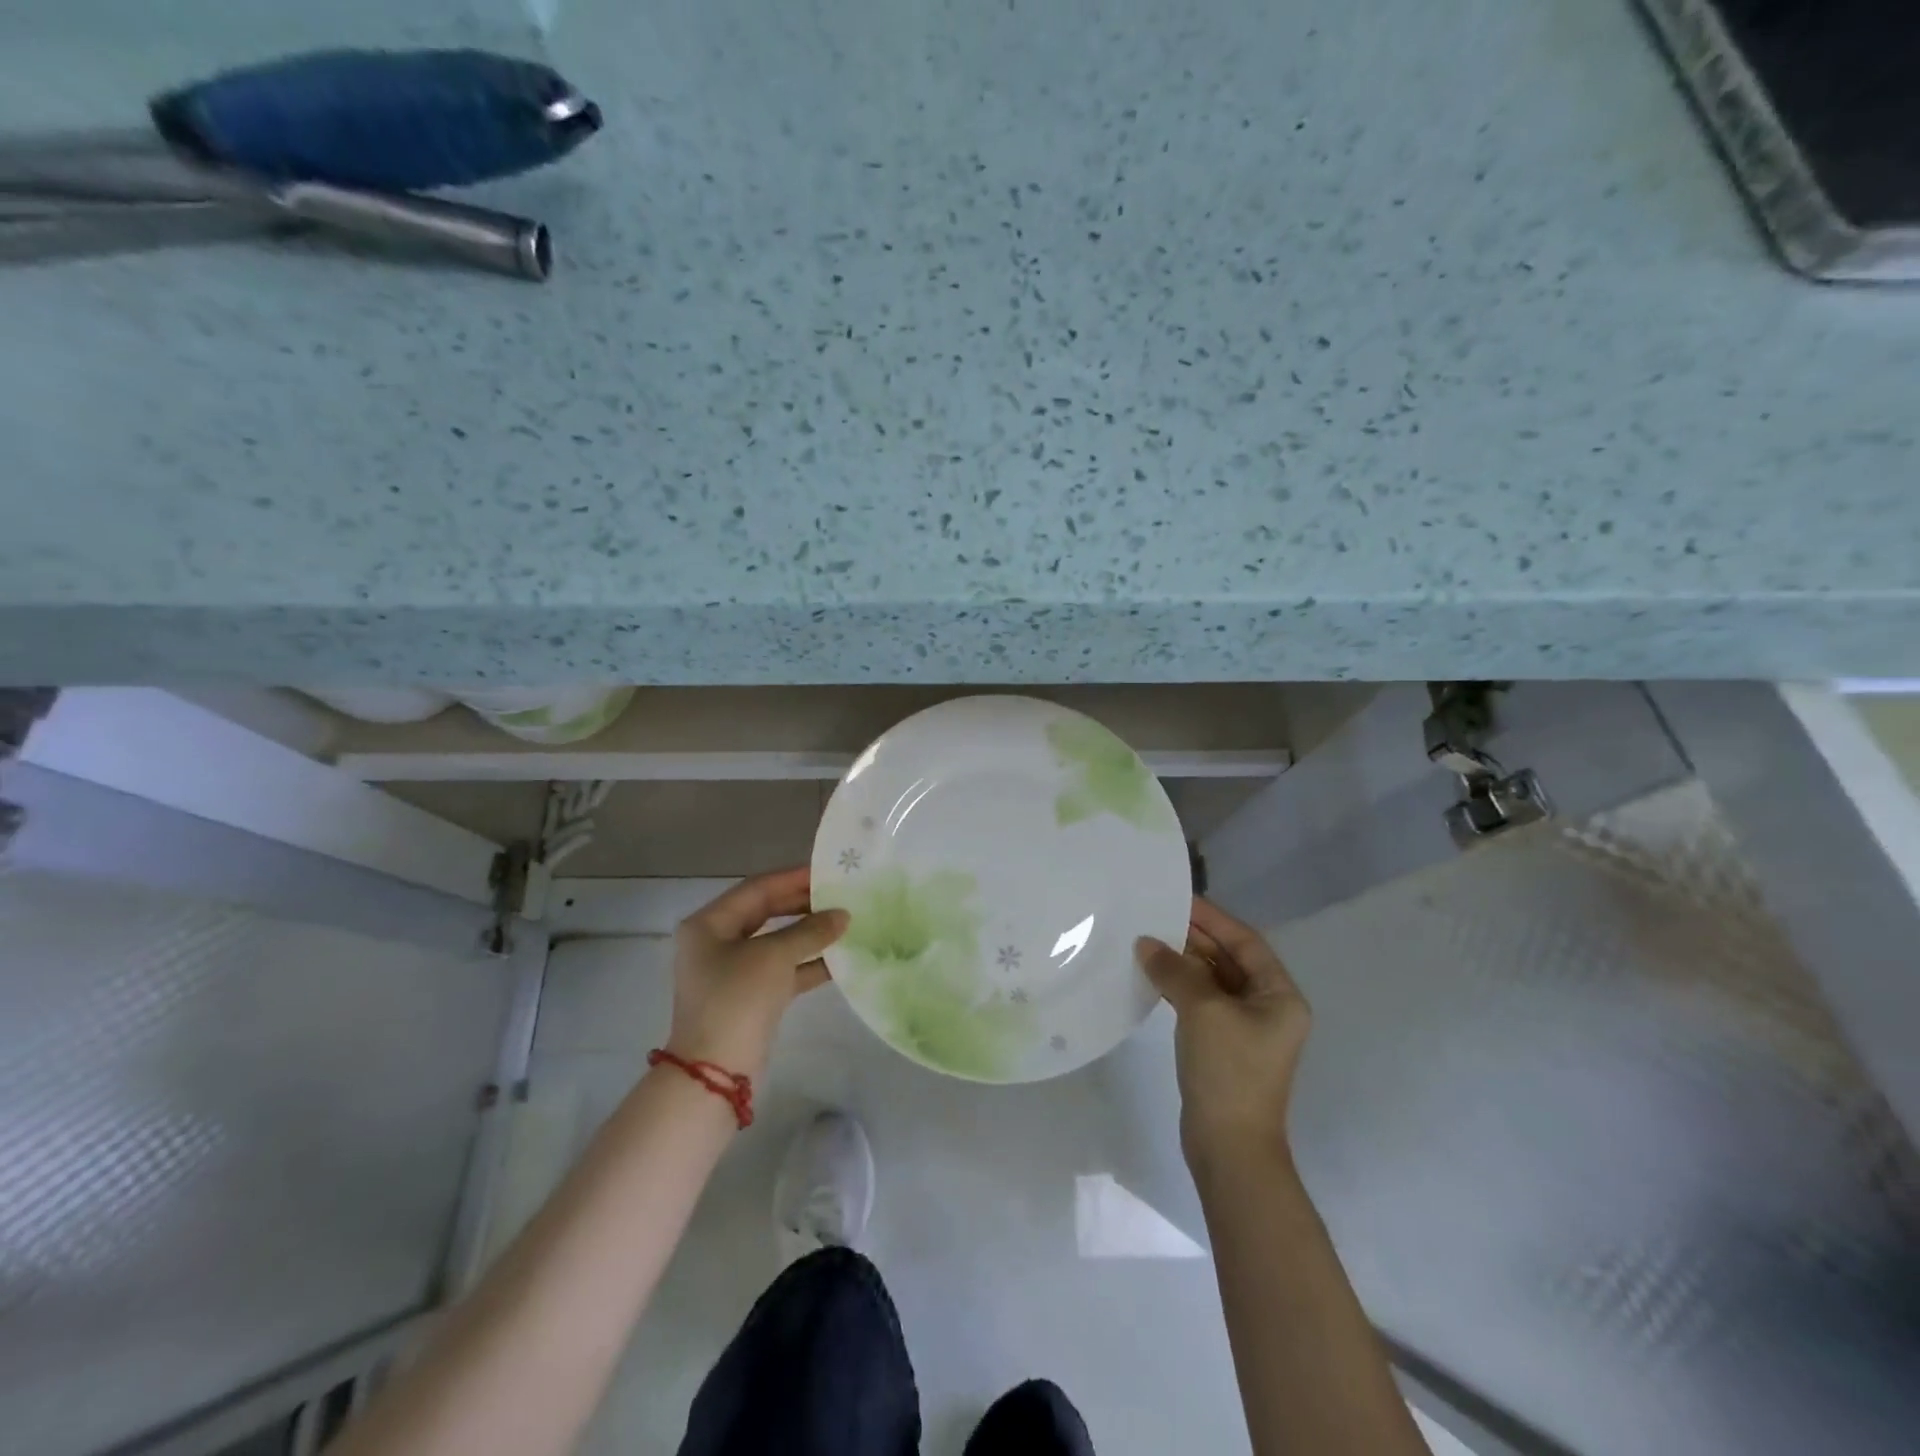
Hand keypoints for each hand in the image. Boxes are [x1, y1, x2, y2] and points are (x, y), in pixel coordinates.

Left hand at [666, 867, 848, 1079]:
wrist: (715, 1073)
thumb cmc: (737, 999)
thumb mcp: (774, 956)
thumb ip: (810, 930)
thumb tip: (843, 915)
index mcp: (709, 924)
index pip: (757, 889)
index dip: (793, 878)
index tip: (828, 872)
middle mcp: (717, 943)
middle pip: (766, 913)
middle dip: (804, 905)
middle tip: (840, 895)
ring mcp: (733, 972)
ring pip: (777, 942)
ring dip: (810, 933)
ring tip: (846, 922)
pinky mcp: (750, 997)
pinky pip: (783, 970)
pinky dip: (808, 963)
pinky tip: (840, 958)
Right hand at [1136, 897, 1310, 1170]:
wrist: (1229, 1148)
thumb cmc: (1229, 1072)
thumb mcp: (1203, 1011)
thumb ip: (1175, 970)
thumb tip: (1146, 943)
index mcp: (1280, 996)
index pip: (1245, 942)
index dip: (1212, 918)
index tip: (1179, 898)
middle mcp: (1269, 1008)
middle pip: (1230, 959)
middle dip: (1194, 938)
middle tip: (1155, 917)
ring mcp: (1246, 1029)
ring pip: (1213, 981)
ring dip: (1184, 962)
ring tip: (1148, 941)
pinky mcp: (1224, 1046)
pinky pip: (1202, 1003)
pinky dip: (1180, 987)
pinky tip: (1153, 976)